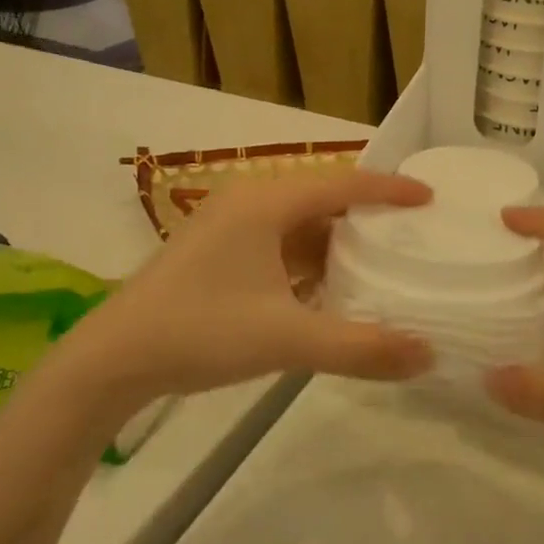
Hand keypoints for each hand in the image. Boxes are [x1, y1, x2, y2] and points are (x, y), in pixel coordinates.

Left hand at [65, 170, 434, 403]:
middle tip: (412, 232)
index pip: (342, 184)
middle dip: (367, 214)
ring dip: (337, 240)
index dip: (389, 190)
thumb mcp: (286, 339)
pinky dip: (309, 260)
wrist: (113, 359)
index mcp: (265, 203)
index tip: (430, 196)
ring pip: (298, 223)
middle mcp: (248, 202)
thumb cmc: (200, 332)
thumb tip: (428, 355)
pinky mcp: (217, 253)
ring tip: (381, 260)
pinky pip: (278, 244)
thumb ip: (360, 347)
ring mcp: (228, 227)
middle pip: (322, 198)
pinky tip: (330, 288)